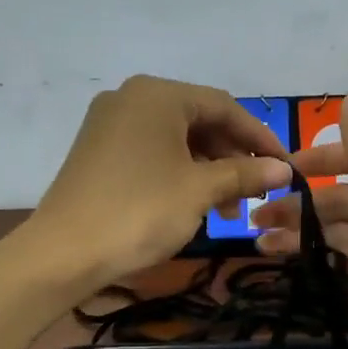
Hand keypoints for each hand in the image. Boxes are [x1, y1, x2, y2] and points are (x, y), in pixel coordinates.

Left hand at [33, 75, 291, 285]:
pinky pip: (151, 150)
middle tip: (255, 193)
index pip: (223, 106)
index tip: (285, 166)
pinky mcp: (98, 149)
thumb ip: (245, 173)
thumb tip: (285, 169)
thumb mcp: (200, 191)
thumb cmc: (140, 212)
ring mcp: (110, 123)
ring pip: (175, 138)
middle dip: (231, 157)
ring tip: (228, 211)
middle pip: (198, 120)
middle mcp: (131, 98)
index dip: (259, 137)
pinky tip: (193, 203)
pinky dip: (178, 172)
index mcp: (158, 95)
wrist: (62, 253)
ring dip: (207, 169)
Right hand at [251, 95, 347, 348]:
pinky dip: (320, 255)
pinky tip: (288, 257)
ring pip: (339, 228)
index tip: (276, 169)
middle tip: (254, 211)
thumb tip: (347, 97)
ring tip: (258, 238)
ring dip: (302, 230)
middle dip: (300, 201)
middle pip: (341, 195)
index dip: (316, 159)